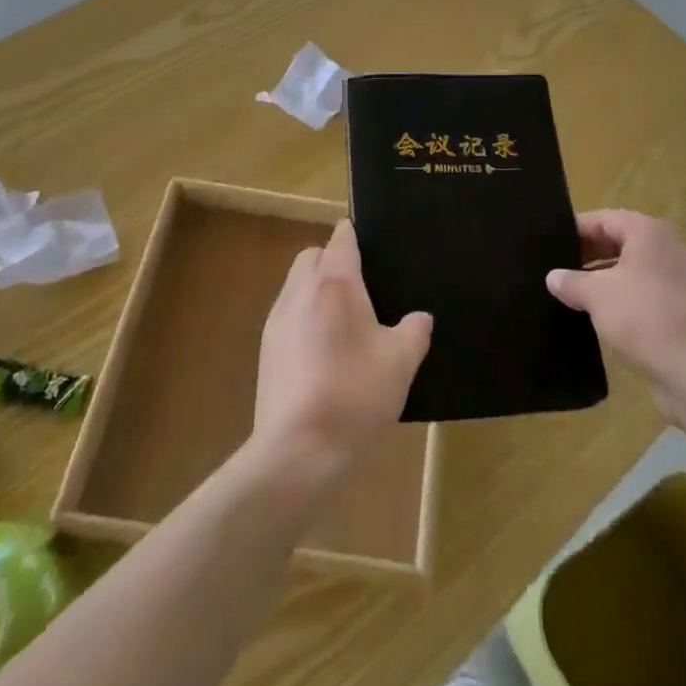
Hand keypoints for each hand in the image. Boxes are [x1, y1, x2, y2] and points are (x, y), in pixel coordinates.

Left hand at [251, 220, 431, 486]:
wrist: (298, 450)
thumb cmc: (355, 395)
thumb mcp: (401, 363)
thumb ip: (414, 331)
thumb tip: (420, 317)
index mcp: (336, 283)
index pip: (341, 238)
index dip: (355, 235)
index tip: (371, 245)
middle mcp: (301, 291)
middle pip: (312, 256)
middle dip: (332, 260)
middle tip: (361, 288)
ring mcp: (277, 320)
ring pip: (296, 285)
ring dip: (316, 290)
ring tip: (344, 322)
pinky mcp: (266, 349)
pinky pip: (287, 314)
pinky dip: (304, 317)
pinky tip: (323, 351)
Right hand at [547, 209, 685, 416]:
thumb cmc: (643, 316)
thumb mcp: (596, 295)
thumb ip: (571, 281)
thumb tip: (553, 277)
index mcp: (647, 232)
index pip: (603, 219)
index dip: (575, 231)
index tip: (550, 246)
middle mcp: (665, 248)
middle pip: (618, 241)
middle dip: (587, 255)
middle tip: (556, 270)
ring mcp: (676, 278)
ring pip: (629, 269)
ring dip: (601, 279)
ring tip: (571, 294)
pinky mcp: (679, 307)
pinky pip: (642, 292)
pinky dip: (620, 298)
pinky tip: (597, 315)